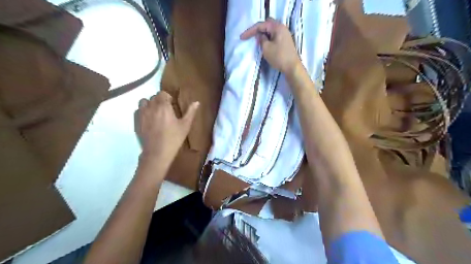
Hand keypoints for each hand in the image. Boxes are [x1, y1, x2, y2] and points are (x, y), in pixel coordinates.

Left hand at [134, 92, 197, 166]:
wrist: (157, 152)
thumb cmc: (174, 138)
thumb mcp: (185, 125)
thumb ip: (190, 112)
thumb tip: (197, 102)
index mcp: (164, 106)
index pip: (163, 93)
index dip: (168, 97)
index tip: (172, 104)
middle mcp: (151, 107)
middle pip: (154, 97)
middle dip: (160, 100)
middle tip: (166, 109)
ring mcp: (142, 114)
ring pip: (144, 102)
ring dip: (150, 103)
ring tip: (156, 112)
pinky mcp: (137, 122)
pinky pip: (139, 110)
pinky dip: (143, 111)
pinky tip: (149, 119)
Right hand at [241, 17, 298, 73]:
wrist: (292, 67)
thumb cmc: (279, 57)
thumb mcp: (266, 48)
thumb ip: (261, 39)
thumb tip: (260, 35)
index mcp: (277, 27)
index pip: (261, 25)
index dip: (250, 31)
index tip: (242, 38)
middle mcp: (282, 28)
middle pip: (266, 25)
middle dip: (257, 30)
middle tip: (250, 37)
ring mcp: (285, 34)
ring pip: (270, 31)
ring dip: (263, 35)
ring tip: (256, 41)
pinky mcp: (285, 41)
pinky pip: (274, 36)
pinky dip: (268, 38)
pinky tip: (264, 44)